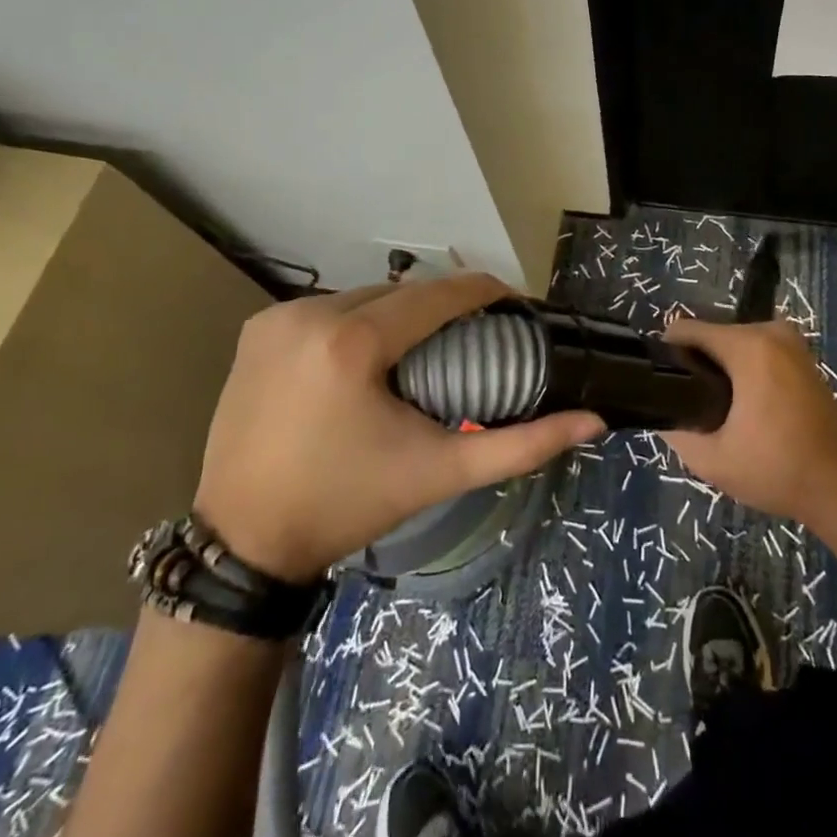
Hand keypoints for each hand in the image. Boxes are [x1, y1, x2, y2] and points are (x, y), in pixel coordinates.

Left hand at [193, 274, 603, 580]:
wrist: (244, 543)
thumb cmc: (348, 504)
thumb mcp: (439, 472)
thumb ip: (520, 446)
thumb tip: (592, 422)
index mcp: (354, 342)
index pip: (439, 294)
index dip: (485, 292)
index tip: (515, 307)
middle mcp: (311, 313)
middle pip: (402, 293)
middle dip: (442, 307)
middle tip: (471, 338)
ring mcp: (278, 318)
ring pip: (364, 296)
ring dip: (399, 313)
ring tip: (425, 346)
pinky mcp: (257, 330)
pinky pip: (327, 310)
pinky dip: (356, 322)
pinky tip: (369, 354)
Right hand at [662, 318, 836, 527]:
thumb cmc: (777, 470)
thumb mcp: (712, 460)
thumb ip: (675, 430)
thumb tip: (659, 412)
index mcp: (748, 347)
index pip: (687, 330)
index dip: (668, 355)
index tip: (664, 387)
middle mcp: (769, 331)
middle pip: (710, 335)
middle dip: (696, 364)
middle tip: (692, 407)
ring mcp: (790, 340)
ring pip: (733, 342)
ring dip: (720, 368)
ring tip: (716, 409)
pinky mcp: (801, 354)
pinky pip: (755, 349)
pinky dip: (744, 370)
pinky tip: (743, 406)